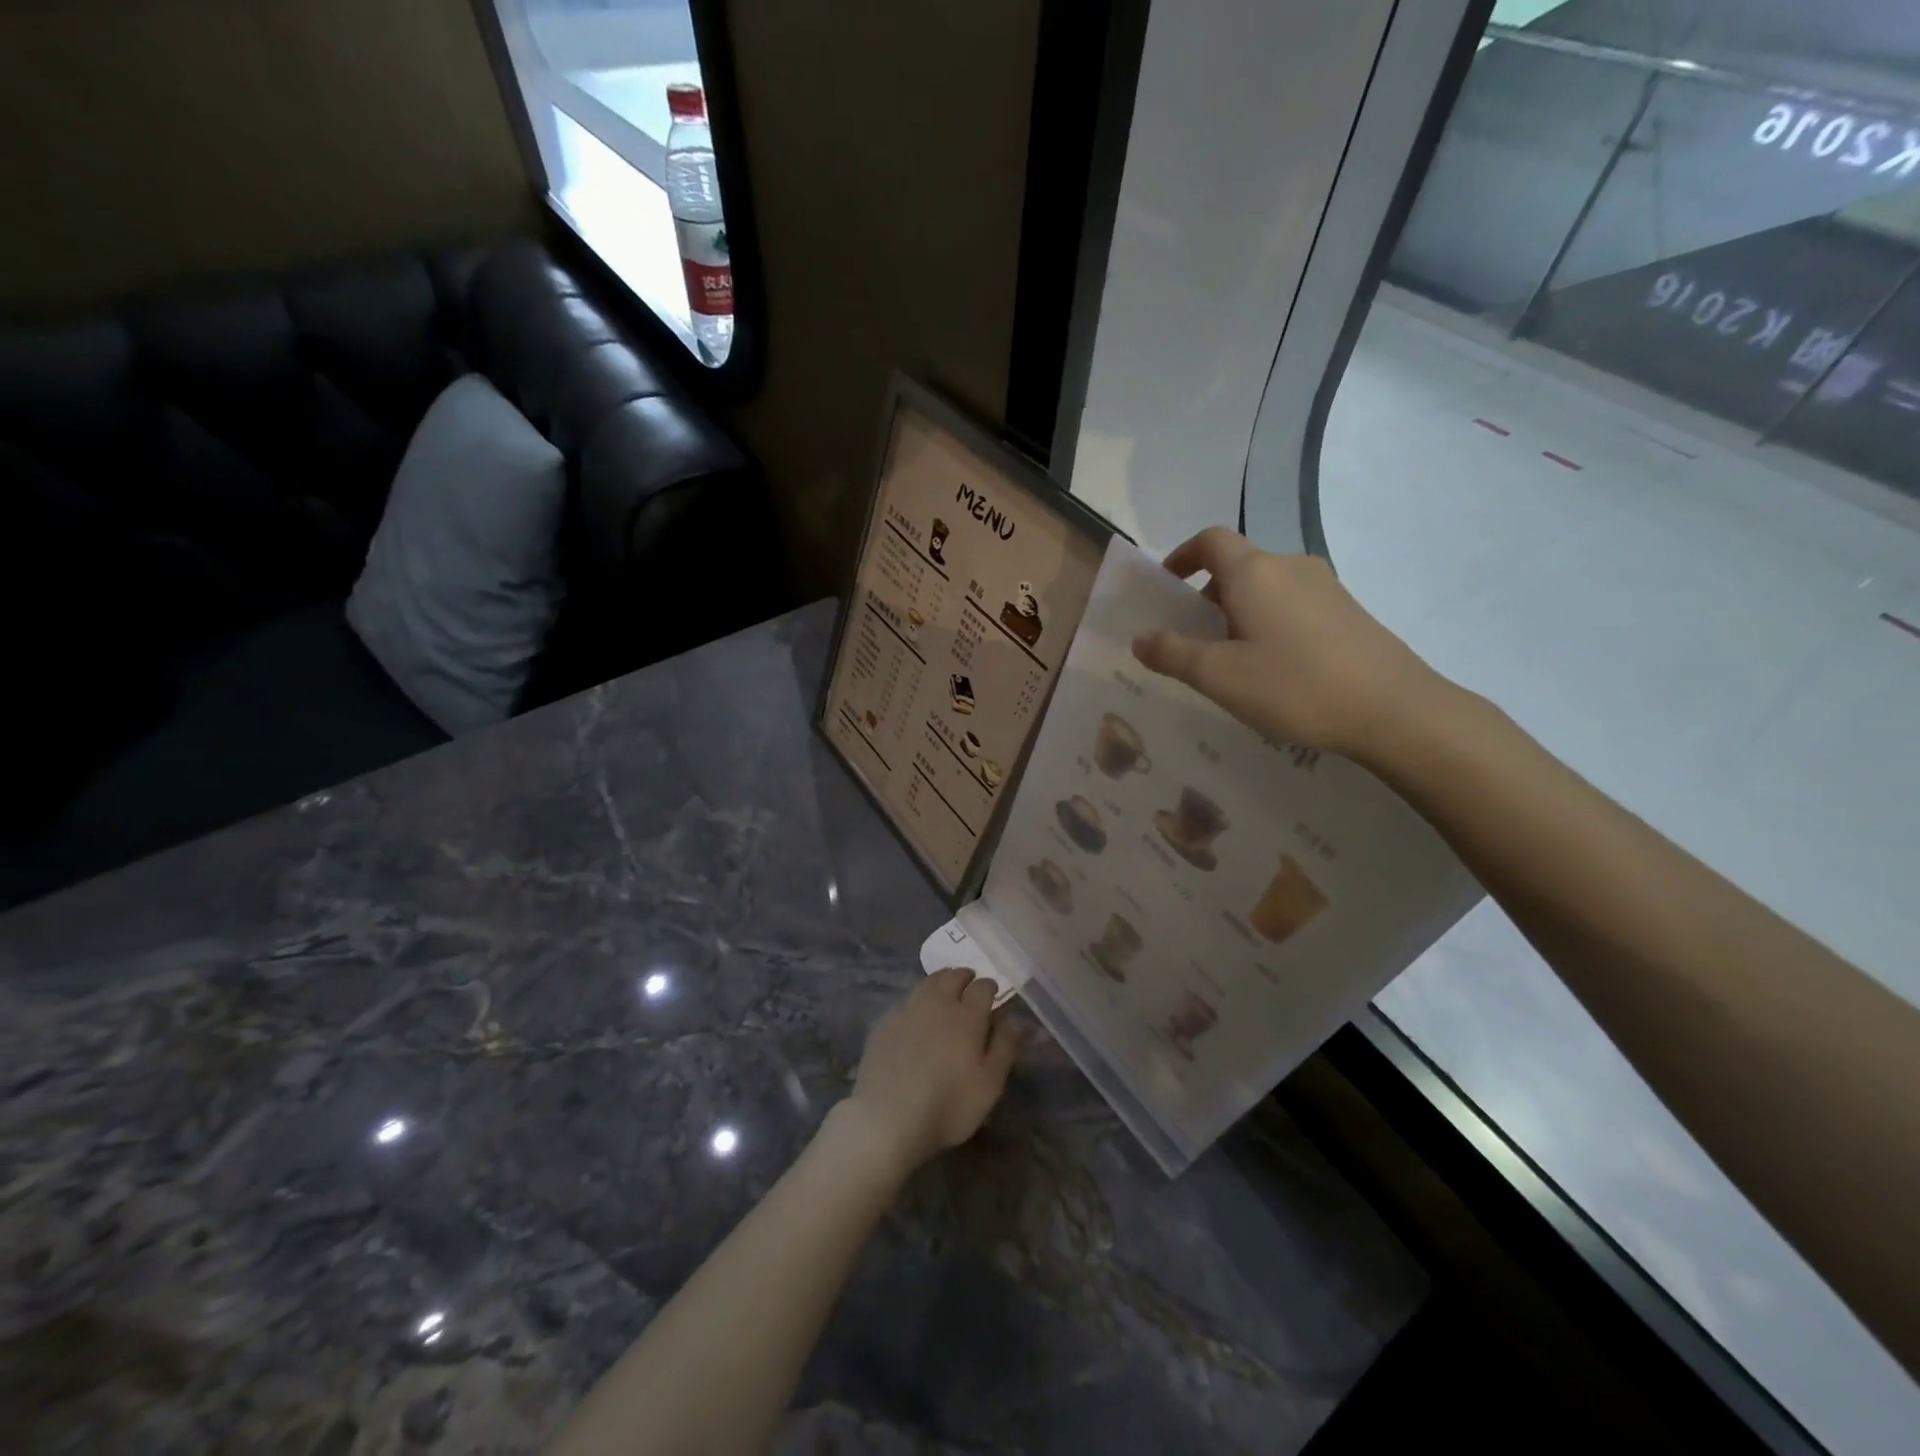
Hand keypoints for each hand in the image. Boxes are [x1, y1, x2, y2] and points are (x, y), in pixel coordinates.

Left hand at [839, 968, 1016, 1178]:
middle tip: (969, 983)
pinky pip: (907, 999)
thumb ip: (1005, 1047)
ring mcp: (907, 1009)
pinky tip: (917, 1012)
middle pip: (952, 977)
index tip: (993, 992)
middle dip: (964, 976)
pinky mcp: (885, 1022)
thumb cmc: (948, 1105)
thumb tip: (1015, 1018)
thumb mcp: (989, 1084)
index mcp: (967, 1015)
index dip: (989, 986)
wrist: (887, 1117)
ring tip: (945, 989)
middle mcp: (937, 1003)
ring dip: (940, 981)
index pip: (982, 987)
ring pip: (927, 982)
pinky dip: (918, 998)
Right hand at [1131, 527, 1451, 762]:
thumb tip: (1139, 637)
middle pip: (1238, 564)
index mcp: (1253, 572)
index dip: (1182, 555)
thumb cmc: (1294, 686)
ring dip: (1239, 609)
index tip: (1167, 585)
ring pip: (1267, 586)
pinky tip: (1275, 667)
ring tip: (1233, 658)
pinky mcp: (1349, 610)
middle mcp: (1290, 566)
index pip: (1210, 540)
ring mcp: (1326, 586)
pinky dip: (1269, 620)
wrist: (1394, 709)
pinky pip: (1293, 603)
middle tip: (1194, 638)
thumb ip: (1172, 653)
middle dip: (1208, 593)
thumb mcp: (1219, 676)